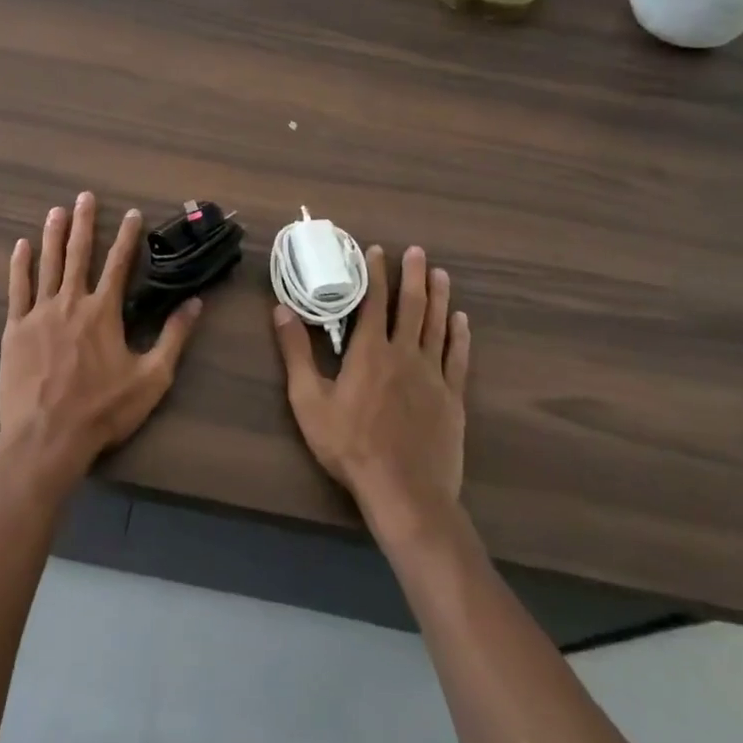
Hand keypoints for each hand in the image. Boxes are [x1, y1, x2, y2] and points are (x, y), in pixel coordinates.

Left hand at [0, 191, 202, 484]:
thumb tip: (196, 303)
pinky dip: (20, 265)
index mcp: (104, 312)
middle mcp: (71, 302)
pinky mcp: (15, 329)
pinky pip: (17, 289)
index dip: (127, 237)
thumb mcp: (151, 378)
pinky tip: (21, 246)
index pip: (119, 264)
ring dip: (53, 235)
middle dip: (84, 223)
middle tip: (84, 196)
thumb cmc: (102, 410)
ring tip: (56, 210)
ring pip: (48, 264)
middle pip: (78, 254)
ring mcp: (39, 313)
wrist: (47, 437)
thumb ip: (174, 337)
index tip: (131, 213)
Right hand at [273, 244, 471, 536]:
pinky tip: (461, 320)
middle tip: (418, 251)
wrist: (403, 490)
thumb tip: (281, 311)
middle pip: (412, 306)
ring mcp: (433, 375)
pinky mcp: (452, 398)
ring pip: (438, 326)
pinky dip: (459, 335)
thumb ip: (296, 354)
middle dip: (413, 276)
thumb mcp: (309, 401)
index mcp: (369, 352)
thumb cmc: (349, 445)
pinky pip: (458, 357)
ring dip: (439, 297)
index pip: (374, 302)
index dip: (375, 274)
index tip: (377, 251)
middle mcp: (404, 354)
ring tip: (441, 274)